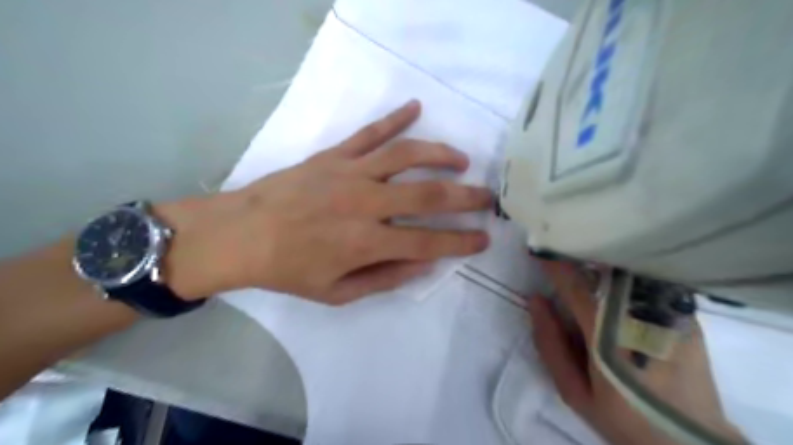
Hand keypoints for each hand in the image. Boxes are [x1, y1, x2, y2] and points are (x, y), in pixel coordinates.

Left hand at [158, 99, 490, 302]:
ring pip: (406, 155)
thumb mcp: (336, 293)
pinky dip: (395, 119)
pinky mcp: (334, 155)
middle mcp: (365, 204)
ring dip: (440, 154)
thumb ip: (384, 279)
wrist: (240, 234)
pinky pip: (370, 133)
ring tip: (462, 160)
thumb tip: (424, 264)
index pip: (428, 242)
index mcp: (366, 243)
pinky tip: (415, 108)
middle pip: (428, 195)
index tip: (483, 239)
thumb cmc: (288, 269)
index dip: (460, 242)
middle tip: (488, 197)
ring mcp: (350, 173)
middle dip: (466, 197)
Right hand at [526, 263, 743, 443]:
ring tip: (586, 266)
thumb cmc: (624, 417)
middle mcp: (639, 315)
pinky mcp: (684, 315)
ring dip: (601, 265)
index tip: (539, 250)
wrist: (688, 441)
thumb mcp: (574, 391)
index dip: (554, 265)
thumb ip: (550, 344)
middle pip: (603, 270)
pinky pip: (646, 282)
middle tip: (562, 253)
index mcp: (607, 334)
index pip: (575, 285)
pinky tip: (616, 284)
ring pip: (626, 272)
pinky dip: (625, 276)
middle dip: (578, 258)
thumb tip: (536, 300)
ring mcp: (667, 312)